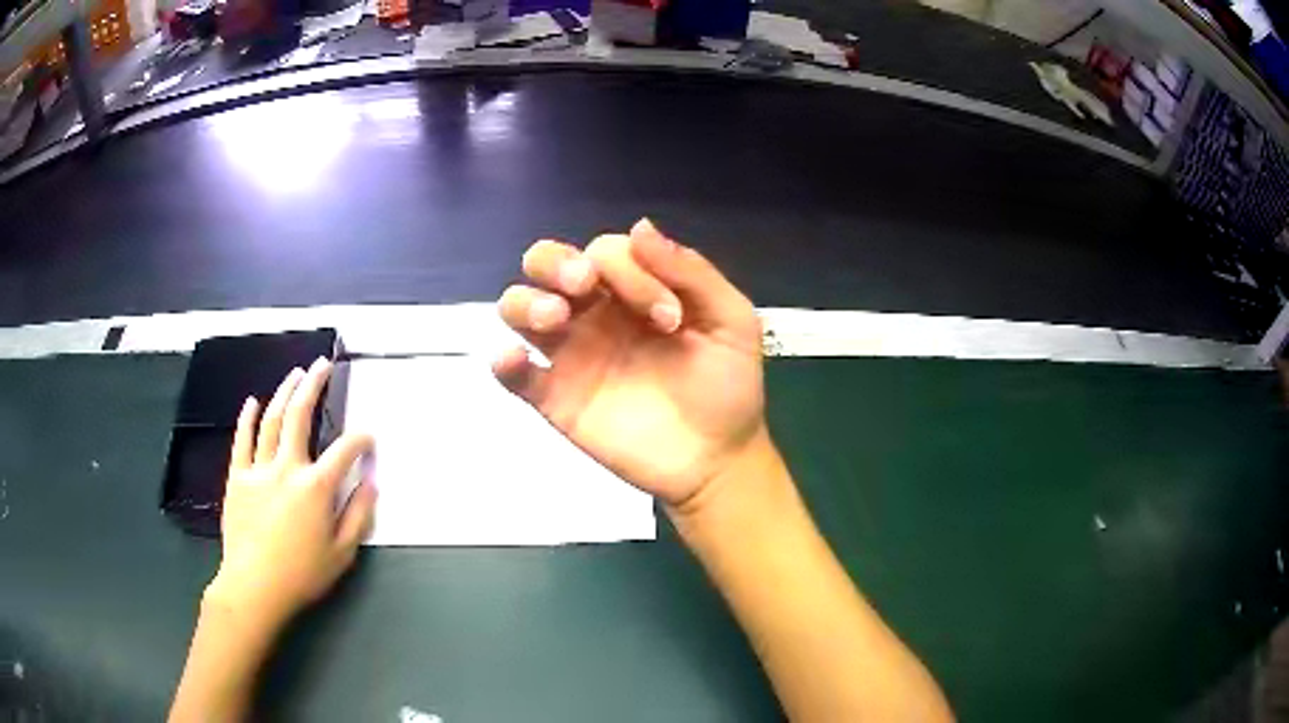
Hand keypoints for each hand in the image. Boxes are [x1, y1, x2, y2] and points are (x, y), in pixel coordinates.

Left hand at [205, 358, 376, 632]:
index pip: (344, 451)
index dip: (360, 440)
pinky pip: (242, 440)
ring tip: (294, 373)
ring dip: (283, 393)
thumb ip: (358, 516)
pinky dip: (247, 419)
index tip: (368, 437)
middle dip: (313, 386)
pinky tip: (252, 401)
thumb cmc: (302, 575)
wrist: (254, 587)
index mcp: (316, 487)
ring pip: (271, 421)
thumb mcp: (342, 554)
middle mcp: (287, 468)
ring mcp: (259, 469)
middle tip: (322, 365)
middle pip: (299, 416)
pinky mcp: (238, 477)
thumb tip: (371, 484)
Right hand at [493, 218, 764, 508]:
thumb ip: (692, 272)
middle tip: (583, 285)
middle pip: (545, 263)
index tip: (668, 318)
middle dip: (555, 262)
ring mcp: (571, 354)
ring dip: (526, 301)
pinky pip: (514, 375)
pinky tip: (516, 359)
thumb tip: (640, 227)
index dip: (629, 270)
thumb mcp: (731, 321)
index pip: (607, 252)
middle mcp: (594, 313)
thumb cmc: (729, 387)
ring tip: (556, 318)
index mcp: (634, 289)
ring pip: (518, 307)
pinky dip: (504, 362)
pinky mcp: (555, 398)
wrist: (717, 459)